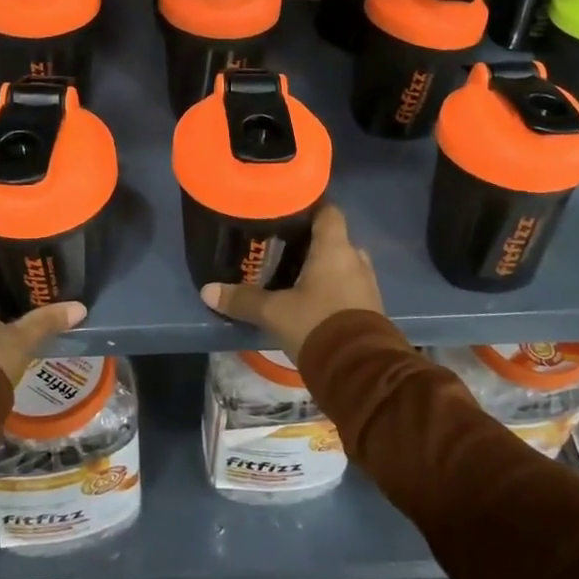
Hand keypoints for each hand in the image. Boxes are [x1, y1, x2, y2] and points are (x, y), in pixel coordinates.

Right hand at [200, 204, 382, 358]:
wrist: (359, 372)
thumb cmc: (317, 325)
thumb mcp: (274, 313)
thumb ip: (243, 300)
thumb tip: (208, 291)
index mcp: (335, 248)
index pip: (328, 210)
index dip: (311, 206)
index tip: (287, 210)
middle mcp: (355, 259)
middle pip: (334, 238)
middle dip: (311, 242)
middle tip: (282, 247)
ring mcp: (367, 285)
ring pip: (342, 264)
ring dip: (323, 268)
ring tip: (293, 274)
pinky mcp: (371, 309)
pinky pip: (349, 287)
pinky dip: (332, 288)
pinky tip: (310, 301)